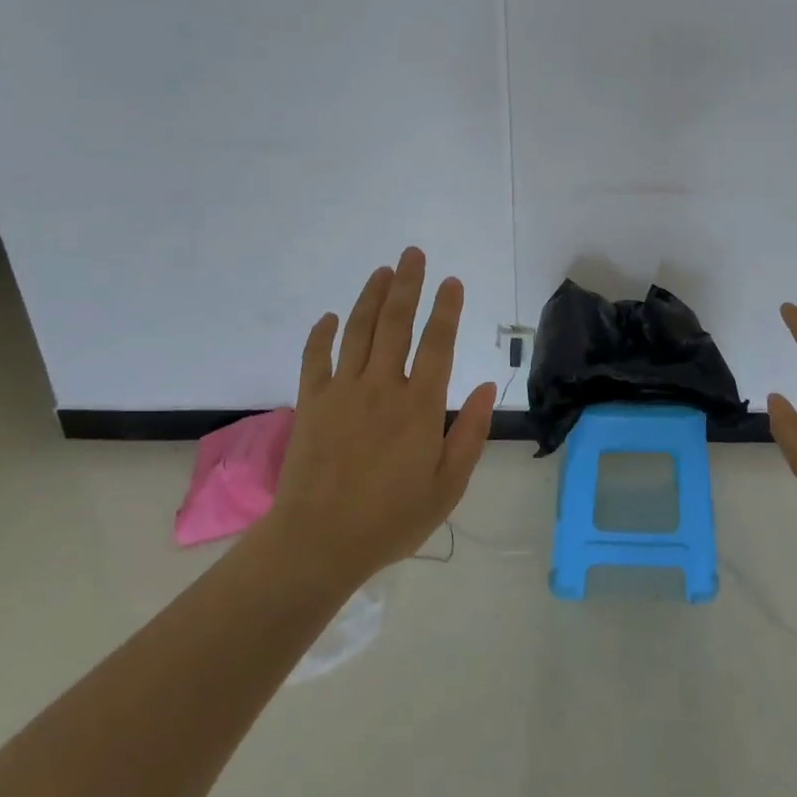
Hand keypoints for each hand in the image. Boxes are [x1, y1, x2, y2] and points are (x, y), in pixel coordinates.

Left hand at [265, 248, 497, 587]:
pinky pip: (315, 357)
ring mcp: (341, 392)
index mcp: (418, 406)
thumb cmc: (391, 518)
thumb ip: (468, 434)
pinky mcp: (311, 403)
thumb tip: (485, 389)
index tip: (451, 281)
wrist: (319, 541)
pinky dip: (323, 333)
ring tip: (382, 271)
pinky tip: (331, 316)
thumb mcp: (447, 486)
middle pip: (395, 324)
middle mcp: (381, 387)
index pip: (437, 344)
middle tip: (413, 254)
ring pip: (358, 331)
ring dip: (370, 297)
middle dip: (406, 285)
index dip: (446, 309)